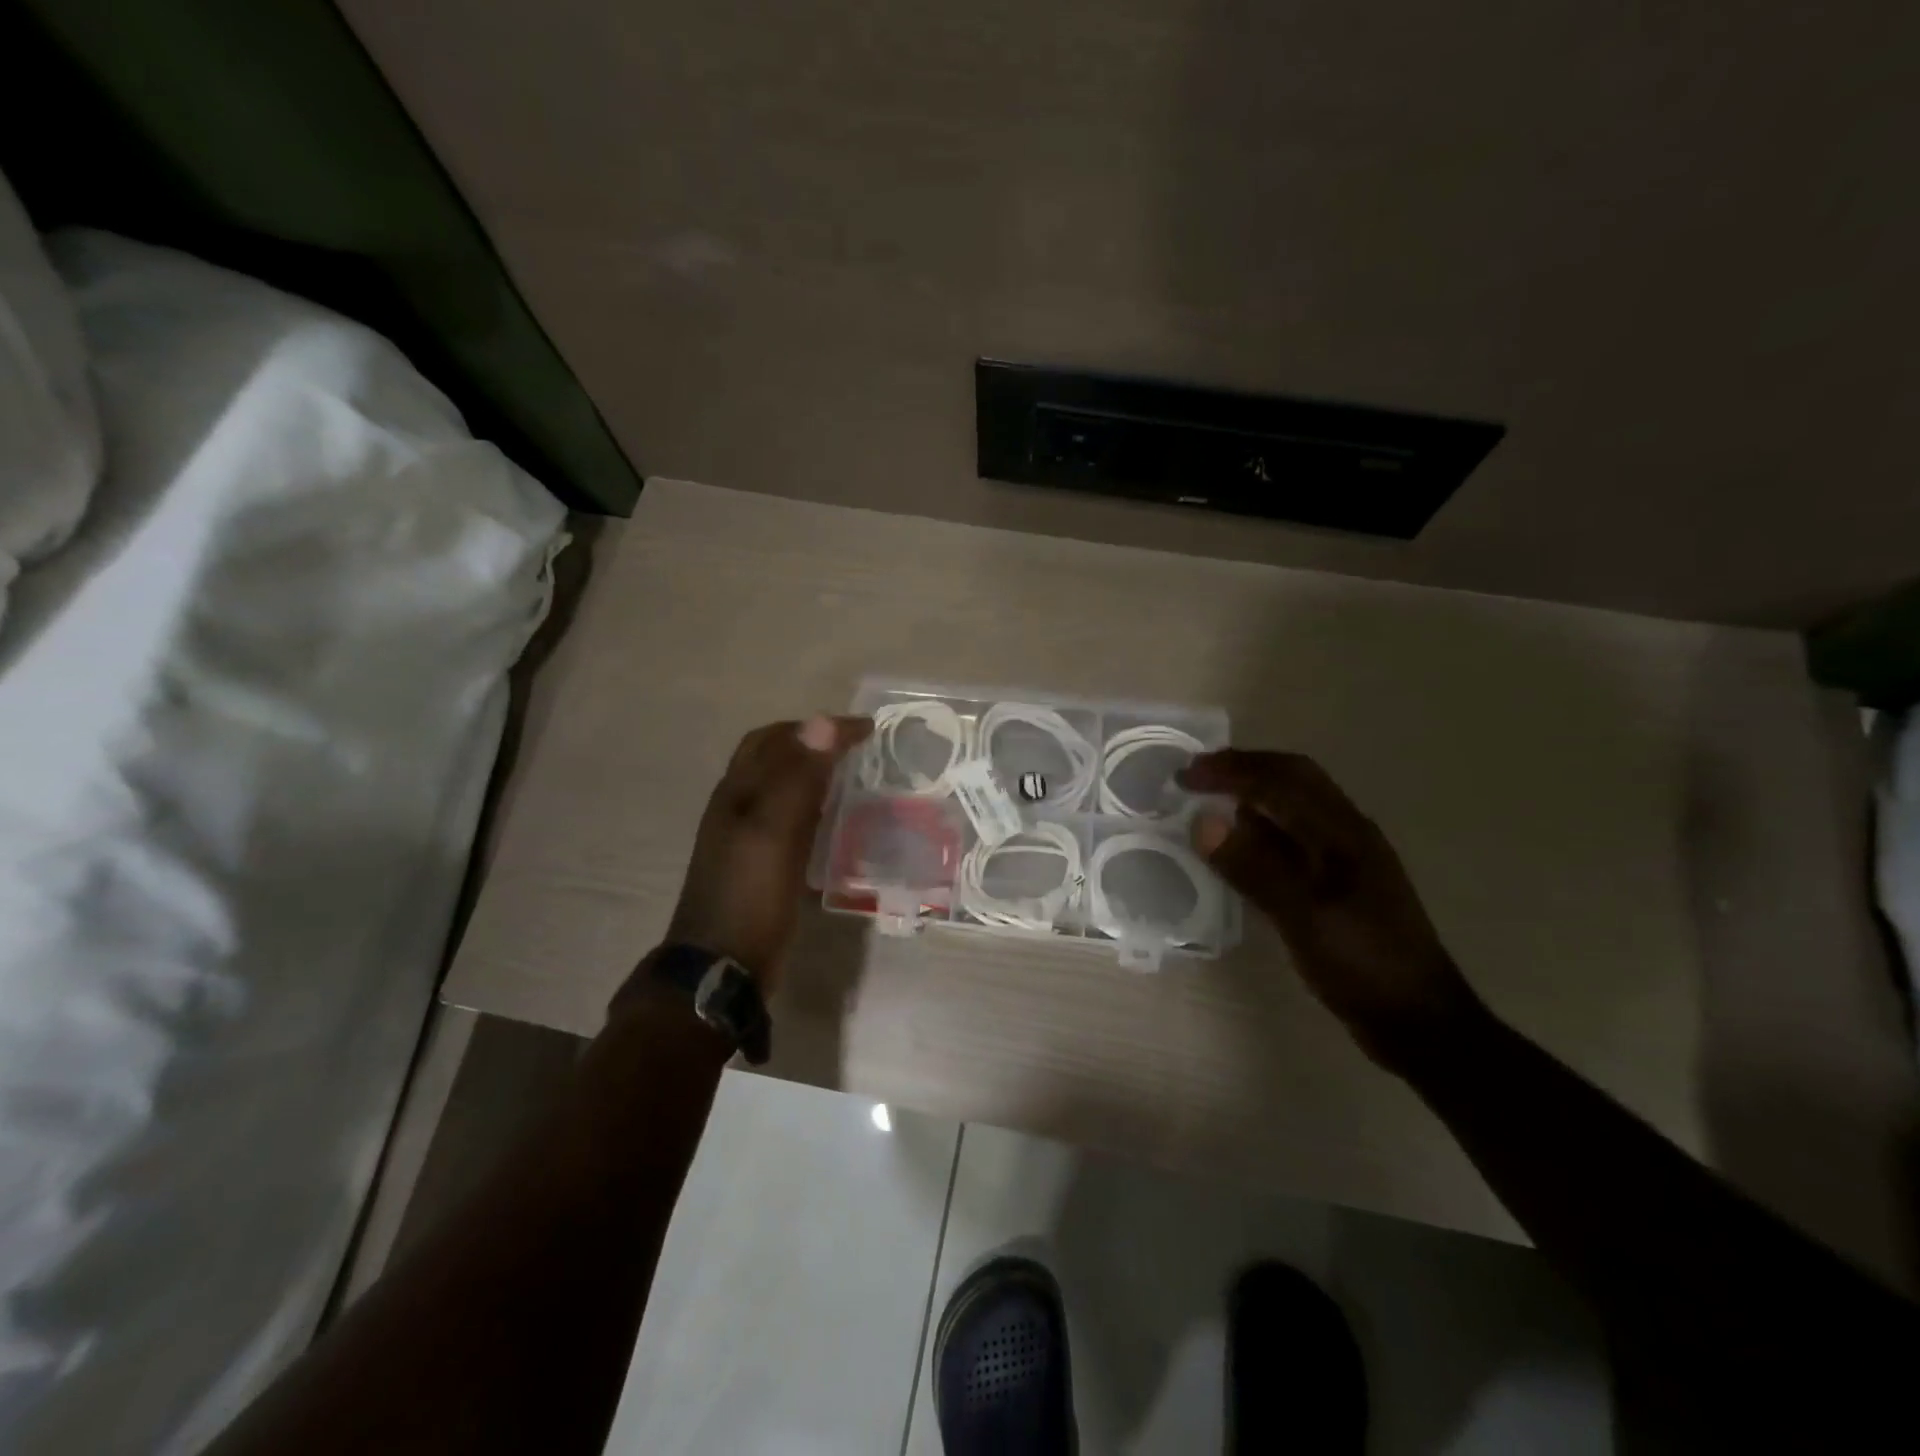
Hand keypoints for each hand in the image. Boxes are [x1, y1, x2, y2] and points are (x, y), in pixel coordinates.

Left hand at [661, 715, 871, 989]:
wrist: (721, 965)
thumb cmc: (749, 895)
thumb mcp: (774, 832)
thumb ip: (798, 778)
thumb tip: (823, 722)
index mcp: (738, 791)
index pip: (778, 739)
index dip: (819, 727)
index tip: (866, 729)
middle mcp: (738, 806)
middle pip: (772, 757)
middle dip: (811, 741)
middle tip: (853, 746)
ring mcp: (746, 837)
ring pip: (781, 787)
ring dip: (812, 772)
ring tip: (850, 775)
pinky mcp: (760, 864)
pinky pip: (789, 819)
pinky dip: (813, 805)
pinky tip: (834, 821)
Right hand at [1179, 749, 1487, 1072]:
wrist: (1419, 1022)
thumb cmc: (1365, 966)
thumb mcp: (1305, 918)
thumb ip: (1254, 867)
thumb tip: (1202, 821)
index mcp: (1344, 832)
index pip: (1282, 779)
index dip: (1232, 770)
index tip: (1185, 776)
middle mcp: (1346, 833)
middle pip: (1292, 779)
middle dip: (1242, 770)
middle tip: (1193, 777)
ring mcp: (1344, 859)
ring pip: (1292, 807)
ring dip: (1250, 794)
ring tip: (1207, 802)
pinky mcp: (1336, 884)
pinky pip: (1290, 838)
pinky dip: (1258, 829)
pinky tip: (1236, 847)